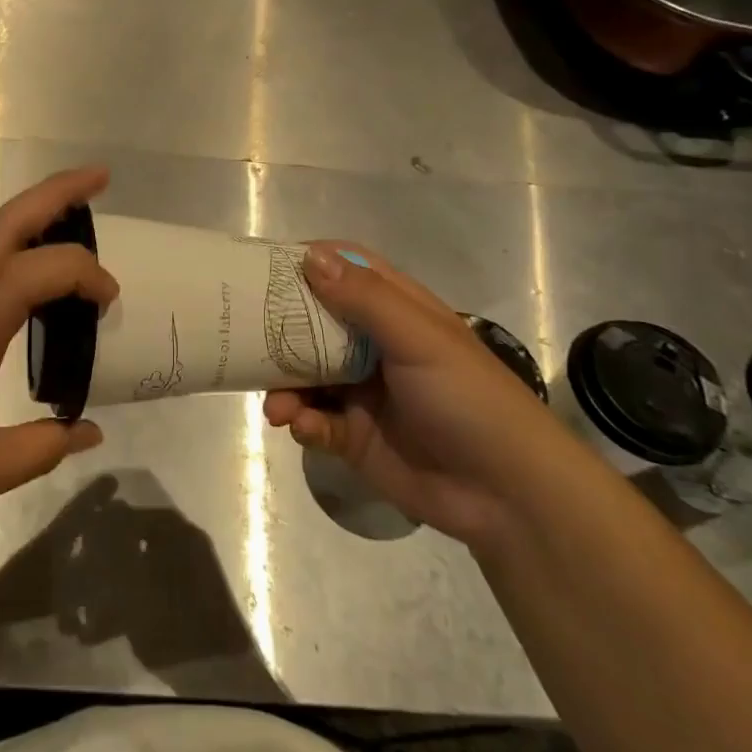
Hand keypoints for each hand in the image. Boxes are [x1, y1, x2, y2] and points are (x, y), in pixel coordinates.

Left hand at [0, 166, 116, 545]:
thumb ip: (41, 448)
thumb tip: (90, 432)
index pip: (34, 273)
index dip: (82, 273)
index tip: (110, 303)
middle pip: (3, 225)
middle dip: (55, 194)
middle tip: (100, 178)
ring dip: (32, 219)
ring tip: (77, 222)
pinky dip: (14, 255)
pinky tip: (32, 285)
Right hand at [264, 244, 568, 545]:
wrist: (509, 496)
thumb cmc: (469, 399)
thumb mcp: (419, 338)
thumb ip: (364, 298)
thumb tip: (308, 256)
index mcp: (395, 311)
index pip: (345, 271)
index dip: (307, 264)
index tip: (261, 268)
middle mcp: (373, 345)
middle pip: (313, 322)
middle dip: (279, 330)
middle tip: (243, 334)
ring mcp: (362, 392)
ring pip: (305, 375)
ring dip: (284, 385)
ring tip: (278, 406)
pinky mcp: (354, 436)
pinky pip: (314, 421)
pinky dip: (303, 423)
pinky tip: (303, 429)